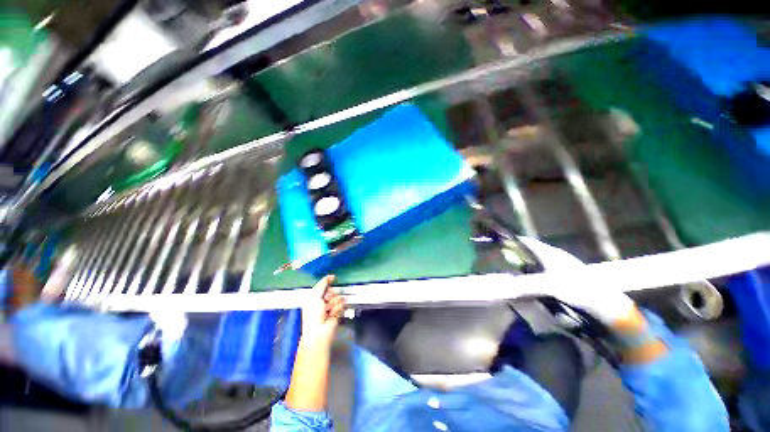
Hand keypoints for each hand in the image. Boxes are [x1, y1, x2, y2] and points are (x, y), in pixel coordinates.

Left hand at [301, 275, 344, 343]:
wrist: (319, 331)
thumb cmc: (313, 314)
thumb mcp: (314, 296)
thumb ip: (322, 284)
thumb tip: (330, 276)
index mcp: (314, 297)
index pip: (323, 285)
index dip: (328, 281)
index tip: (334, 278)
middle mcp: (323, 301)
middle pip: (333, 290)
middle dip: (331, 294)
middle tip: (327, 299)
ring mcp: (330, 306)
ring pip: (338, 297)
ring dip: (334, 302)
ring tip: (329, 309)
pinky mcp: (337, 312)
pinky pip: (341, 305)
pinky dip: (337, 308)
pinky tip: (332, 314)